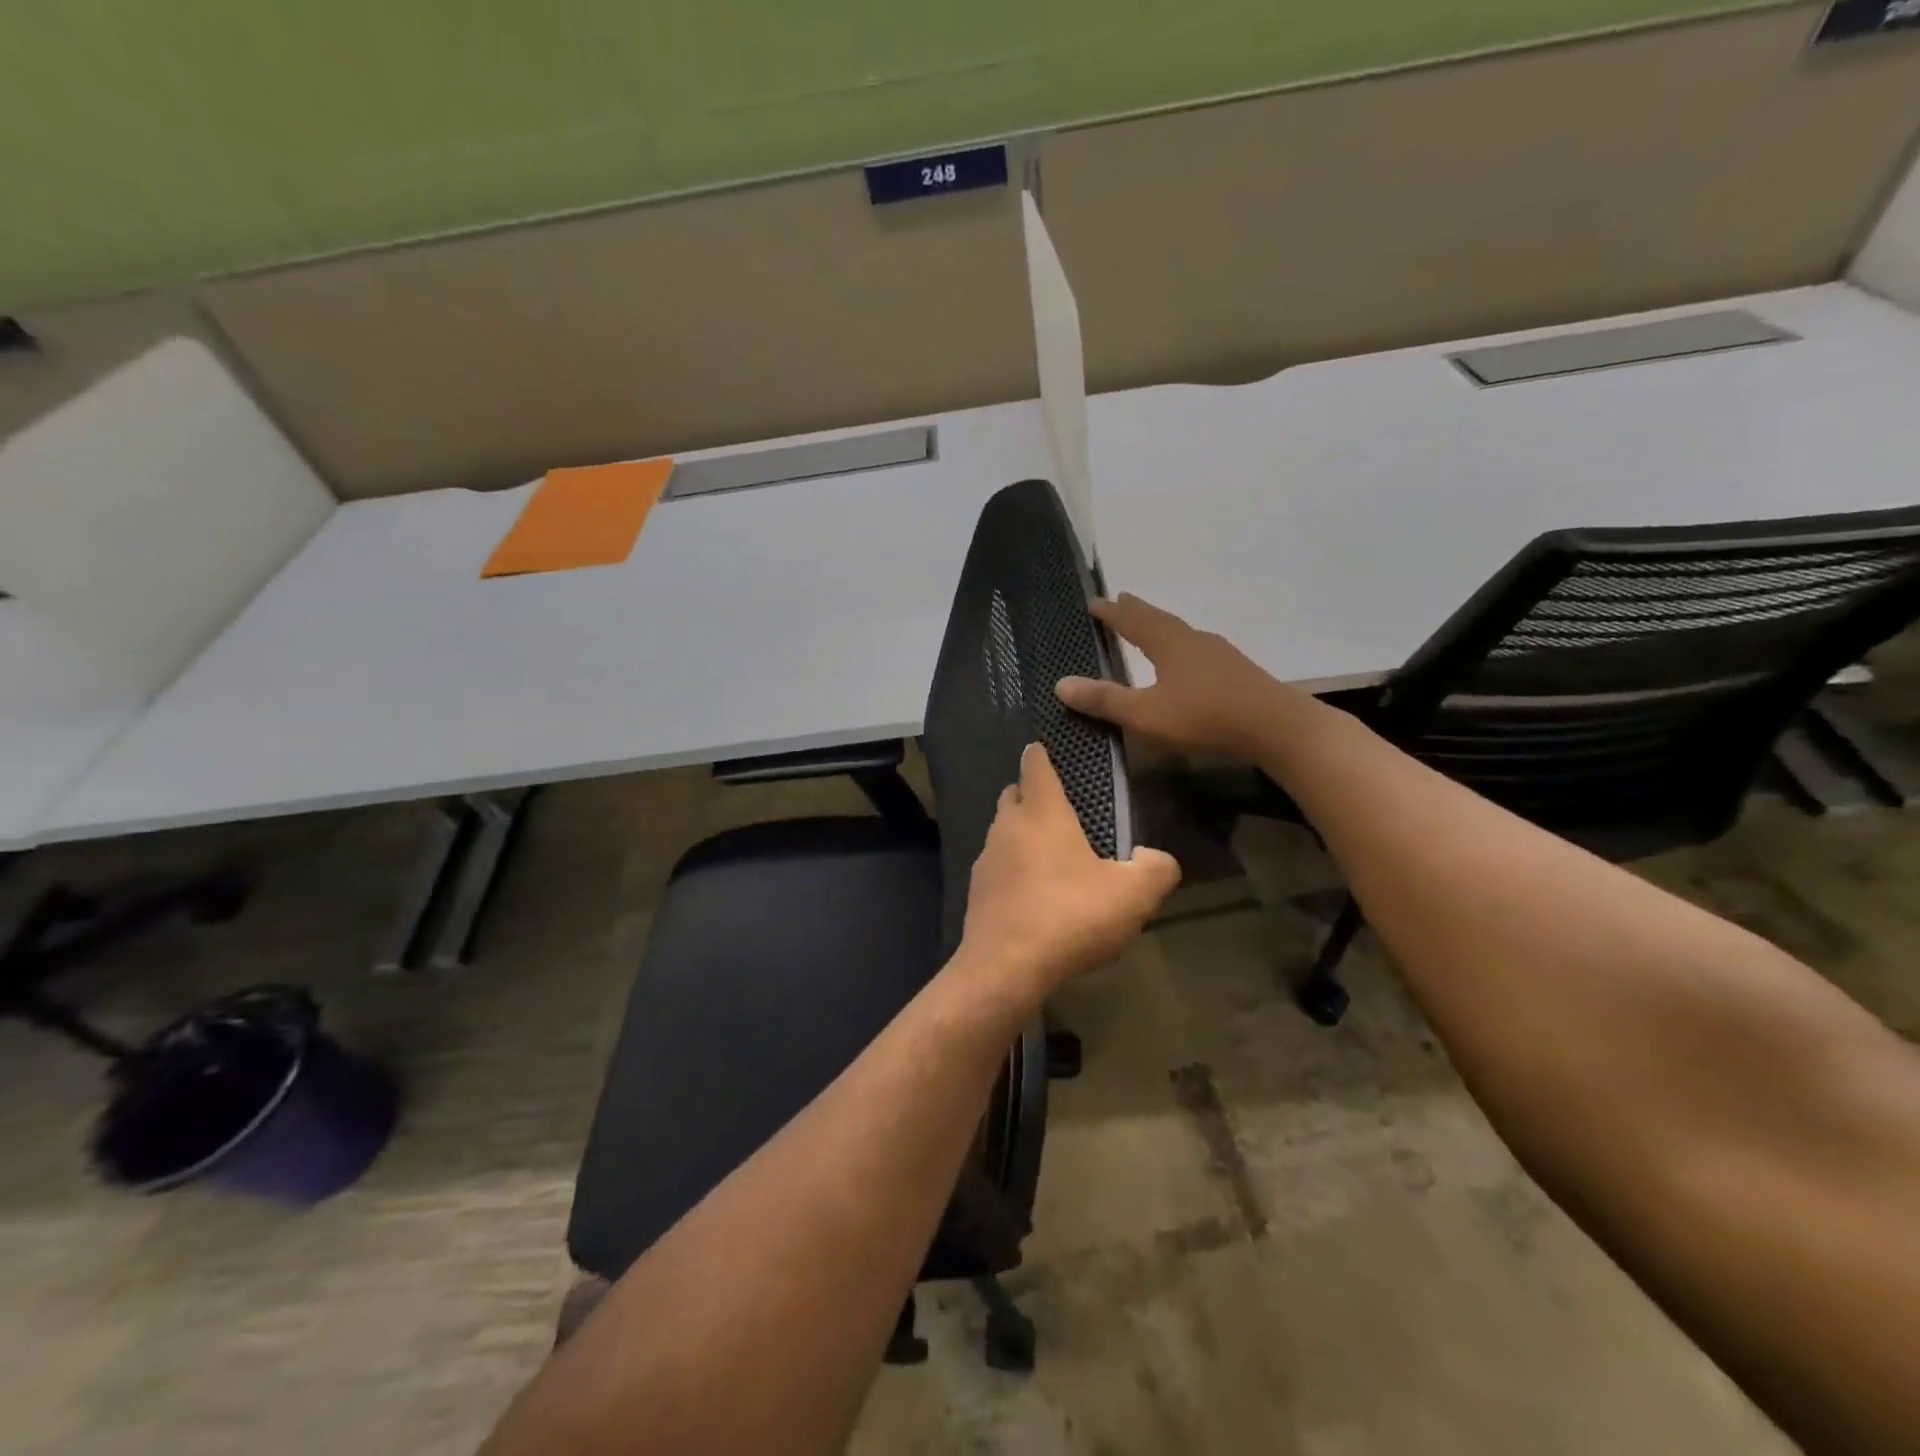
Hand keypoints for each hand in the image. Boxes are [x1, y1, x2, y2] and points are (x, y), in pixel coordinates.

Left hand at [959, 742, 1180, 1003]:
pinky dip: (1013, 870)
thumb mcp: (1133, 894)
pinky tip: (1035, 896)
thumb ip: (1155, 868)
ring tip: (1052, 857)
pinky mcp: (976, 891)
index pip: (1035, 765)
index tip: (1046, 748)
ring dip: (1022, 835)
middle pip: (1014, 794)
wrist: (1005, 967)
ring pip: (1003, 831)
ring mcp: (985, 859)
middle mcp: (1007, 826)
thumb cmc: (1070, 916)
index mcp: (1042, 812)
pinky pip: (997, 867)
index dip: (1041, 753)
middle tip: (1061, 810)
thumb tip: (1155, 858)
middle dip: (1032, 794)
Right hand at [1057, 594, 1290, 758]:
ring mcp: (1219, 655)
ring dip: (1160, 629)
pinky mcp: (1236, 673)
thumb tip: (1061, 683)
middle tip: (1120, 602)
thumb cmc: (1205, 716)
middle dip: (1136, 612)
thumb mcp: (1146, 714)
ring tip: (1149, 630)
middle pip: (1159, 620)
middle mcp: (1194, 640)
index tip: (1093, 602)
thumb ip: (1105, 700)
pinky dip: (1180, 648)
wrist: (1276, 727)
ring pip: (1181, 634)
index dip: (1111, 612)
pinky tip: (1186, 663)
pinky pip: (1198, 651)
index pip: (1133, 620)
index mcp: (1169, 643)